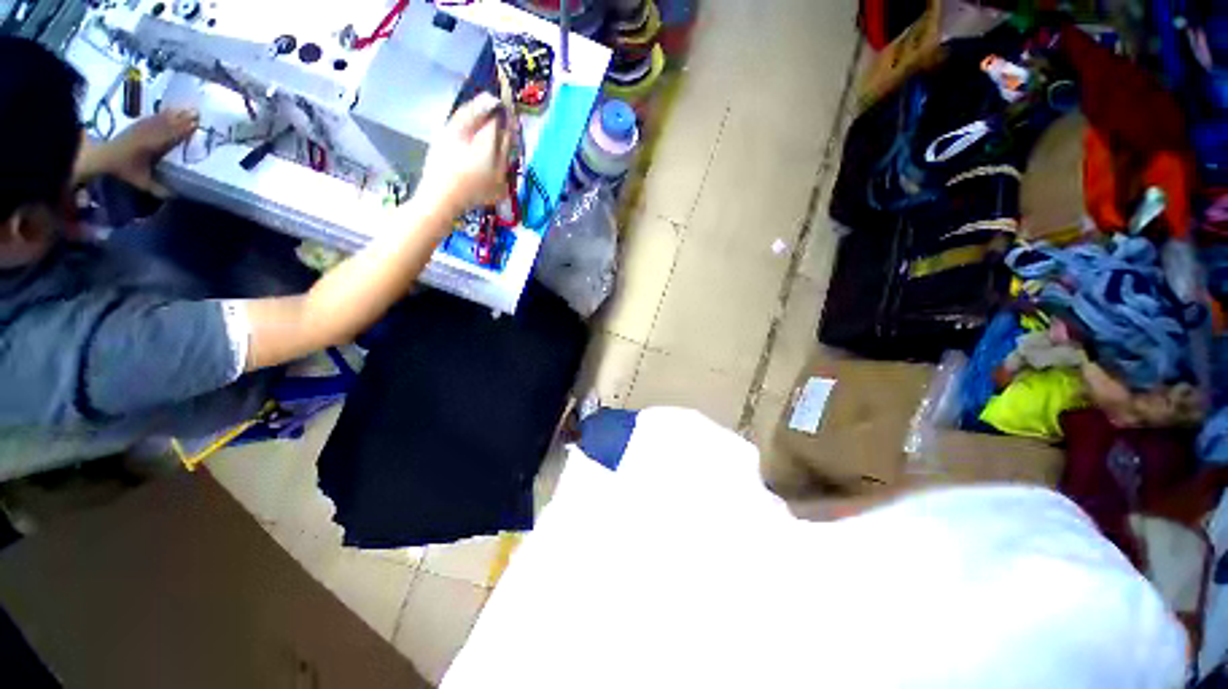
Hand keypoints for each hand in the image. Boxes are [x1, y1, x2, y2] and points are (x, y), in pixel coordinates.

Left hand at [88, 108, 197, 195]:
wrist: (102, 157)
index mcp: (151, 145)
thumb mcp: (140, 181)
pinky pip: (152, 118)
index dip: (183, 130)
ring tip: (186, 109)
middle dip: (182, 118)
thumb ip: (157, 188)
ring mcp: (141, 127)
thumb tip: (174, 196)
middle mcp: (148, 133)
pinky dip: (161, 114)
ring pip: (161, 119)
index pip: (171, 135)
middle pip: (168, 124)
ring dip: (174, 114)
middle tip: (196, 113)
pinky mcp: (136, 125)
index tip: (196, 125)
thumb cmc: (123, 169)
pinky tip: (168, 111)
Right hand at [417, 93, 512, 214]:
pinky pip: (506, 167)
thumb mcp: (450, 134)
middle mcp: (504, 165)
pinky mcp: (503, 190)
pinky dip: (501, 157)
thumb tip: (492, 99)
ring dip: (503, 140)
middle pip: (509, 137)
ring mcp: (505, 179)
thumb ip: (471, 114)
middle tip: (496, 110)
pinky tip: (487, 156)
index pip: (501, 120)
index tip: (499, 93)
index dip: (500, 106)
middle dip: (504, 122)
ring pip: (509, 153)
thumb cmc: (441, 165)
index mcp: (491, 149)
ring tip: (490, 132)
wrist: (442, 201)